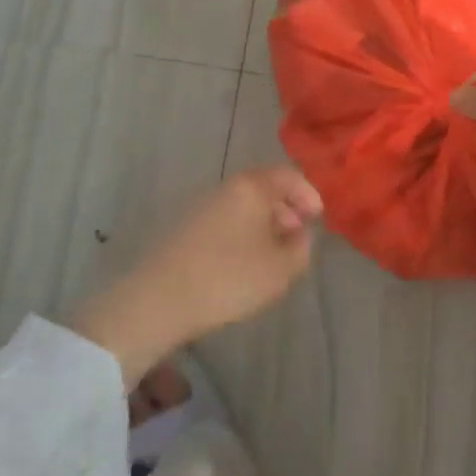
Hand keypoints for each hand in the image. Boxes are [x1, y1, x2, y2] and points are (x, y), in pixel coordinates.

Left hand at [71, 166, 321, 385]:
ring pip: (242, 207)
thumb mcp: (280, 269)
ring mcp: (200, 207)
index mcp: (251, 187)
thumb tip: (299, 235)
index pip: (288, 175)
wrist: (158, 300)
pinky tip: (242, 264)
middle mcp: (224, 188)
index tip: (318, 218)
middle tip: (297, 237)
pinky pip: (224, 222)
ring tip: (272, 256)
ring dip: (262, 225)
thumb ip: (301, 248)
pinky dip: (241, 234)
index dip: (308, 194)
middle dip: (286, 210)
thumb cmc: (229, 278)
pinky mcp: (182, 229)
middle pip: (263, 189)